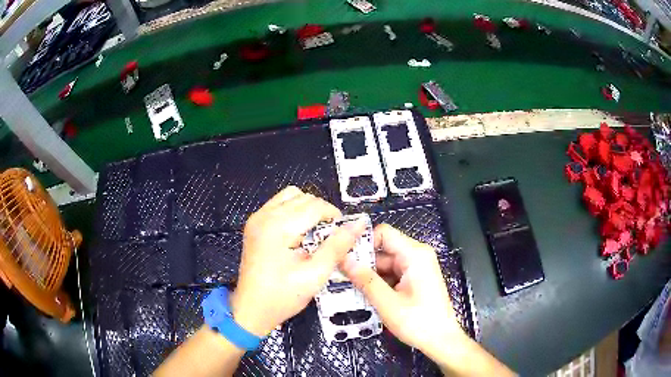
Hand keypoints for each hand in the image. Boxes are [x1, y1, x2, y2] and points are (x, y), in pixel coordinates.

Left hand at [231, 186, 364, 336]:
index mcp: (278, 227)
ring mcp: (257, 218)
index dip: (334, 216)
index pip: (315, 205)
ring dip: (307, 209)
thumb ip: (337, 246)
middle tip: (329, 237)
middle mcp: (264, 215)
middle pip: (303, 198)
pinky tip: (297, 233)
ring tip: (314, 233)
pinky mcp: (254, 224)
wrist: (252, 309)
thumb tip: (358, 224)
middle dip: (322, 212)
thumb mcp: (315, 274)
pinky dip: (293, 211)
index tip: (343, 234)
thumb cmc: (283, 296)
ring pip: (291, 196)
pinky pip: (278, 204)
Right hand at [340, 224, 468, 356]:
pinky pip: (392, 273)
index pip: (384, 233)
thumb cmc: (418, 322)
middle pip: (383, 249)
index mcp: (415, 255)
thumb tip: (343, 260)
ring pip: (385, 263)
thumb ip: (365, 280)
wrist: (441, 340)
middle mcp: (417, 255)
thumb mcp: (388, 303)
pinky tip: (364, 294)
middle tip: (340, 276)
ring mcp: (416, 267)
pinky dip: (378, 282)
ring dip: (369, 275)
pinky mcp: (414, 279)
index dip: (363, 242)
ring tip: (348, 286)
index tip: (344, 257)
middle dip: (363, 262)